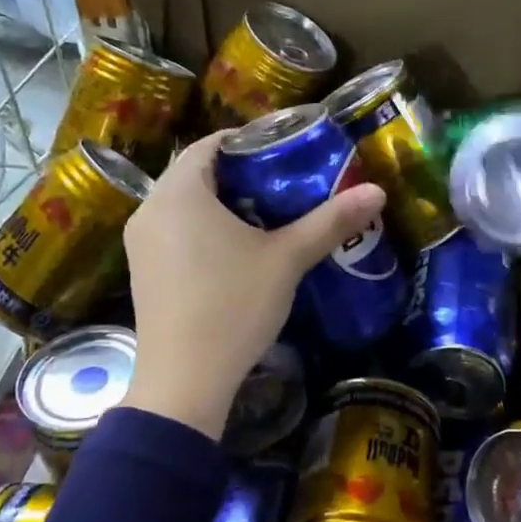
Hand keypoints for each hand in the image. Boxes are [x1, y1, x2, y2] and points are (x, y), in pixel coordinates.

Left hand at [120, 132, 385, 437]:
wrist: (184, 380)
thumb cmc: (233, 306)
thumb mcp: (287, 259)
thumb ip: (330, 222)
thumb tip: (378, 192)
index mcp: (179, 191)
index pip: (211, 143)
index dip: (250, 141)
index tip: (287, 151)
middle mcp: (151, 208)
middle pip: (198, 173)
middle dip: (242, 175)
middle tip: (287, 184)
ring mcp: (141, 243)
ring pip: (185, 205)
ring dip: (223, 204)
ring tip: (269, 216)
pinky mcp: (143, 272)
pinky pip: (175, 232)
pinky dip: (204, 229)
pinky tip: (237, 252)